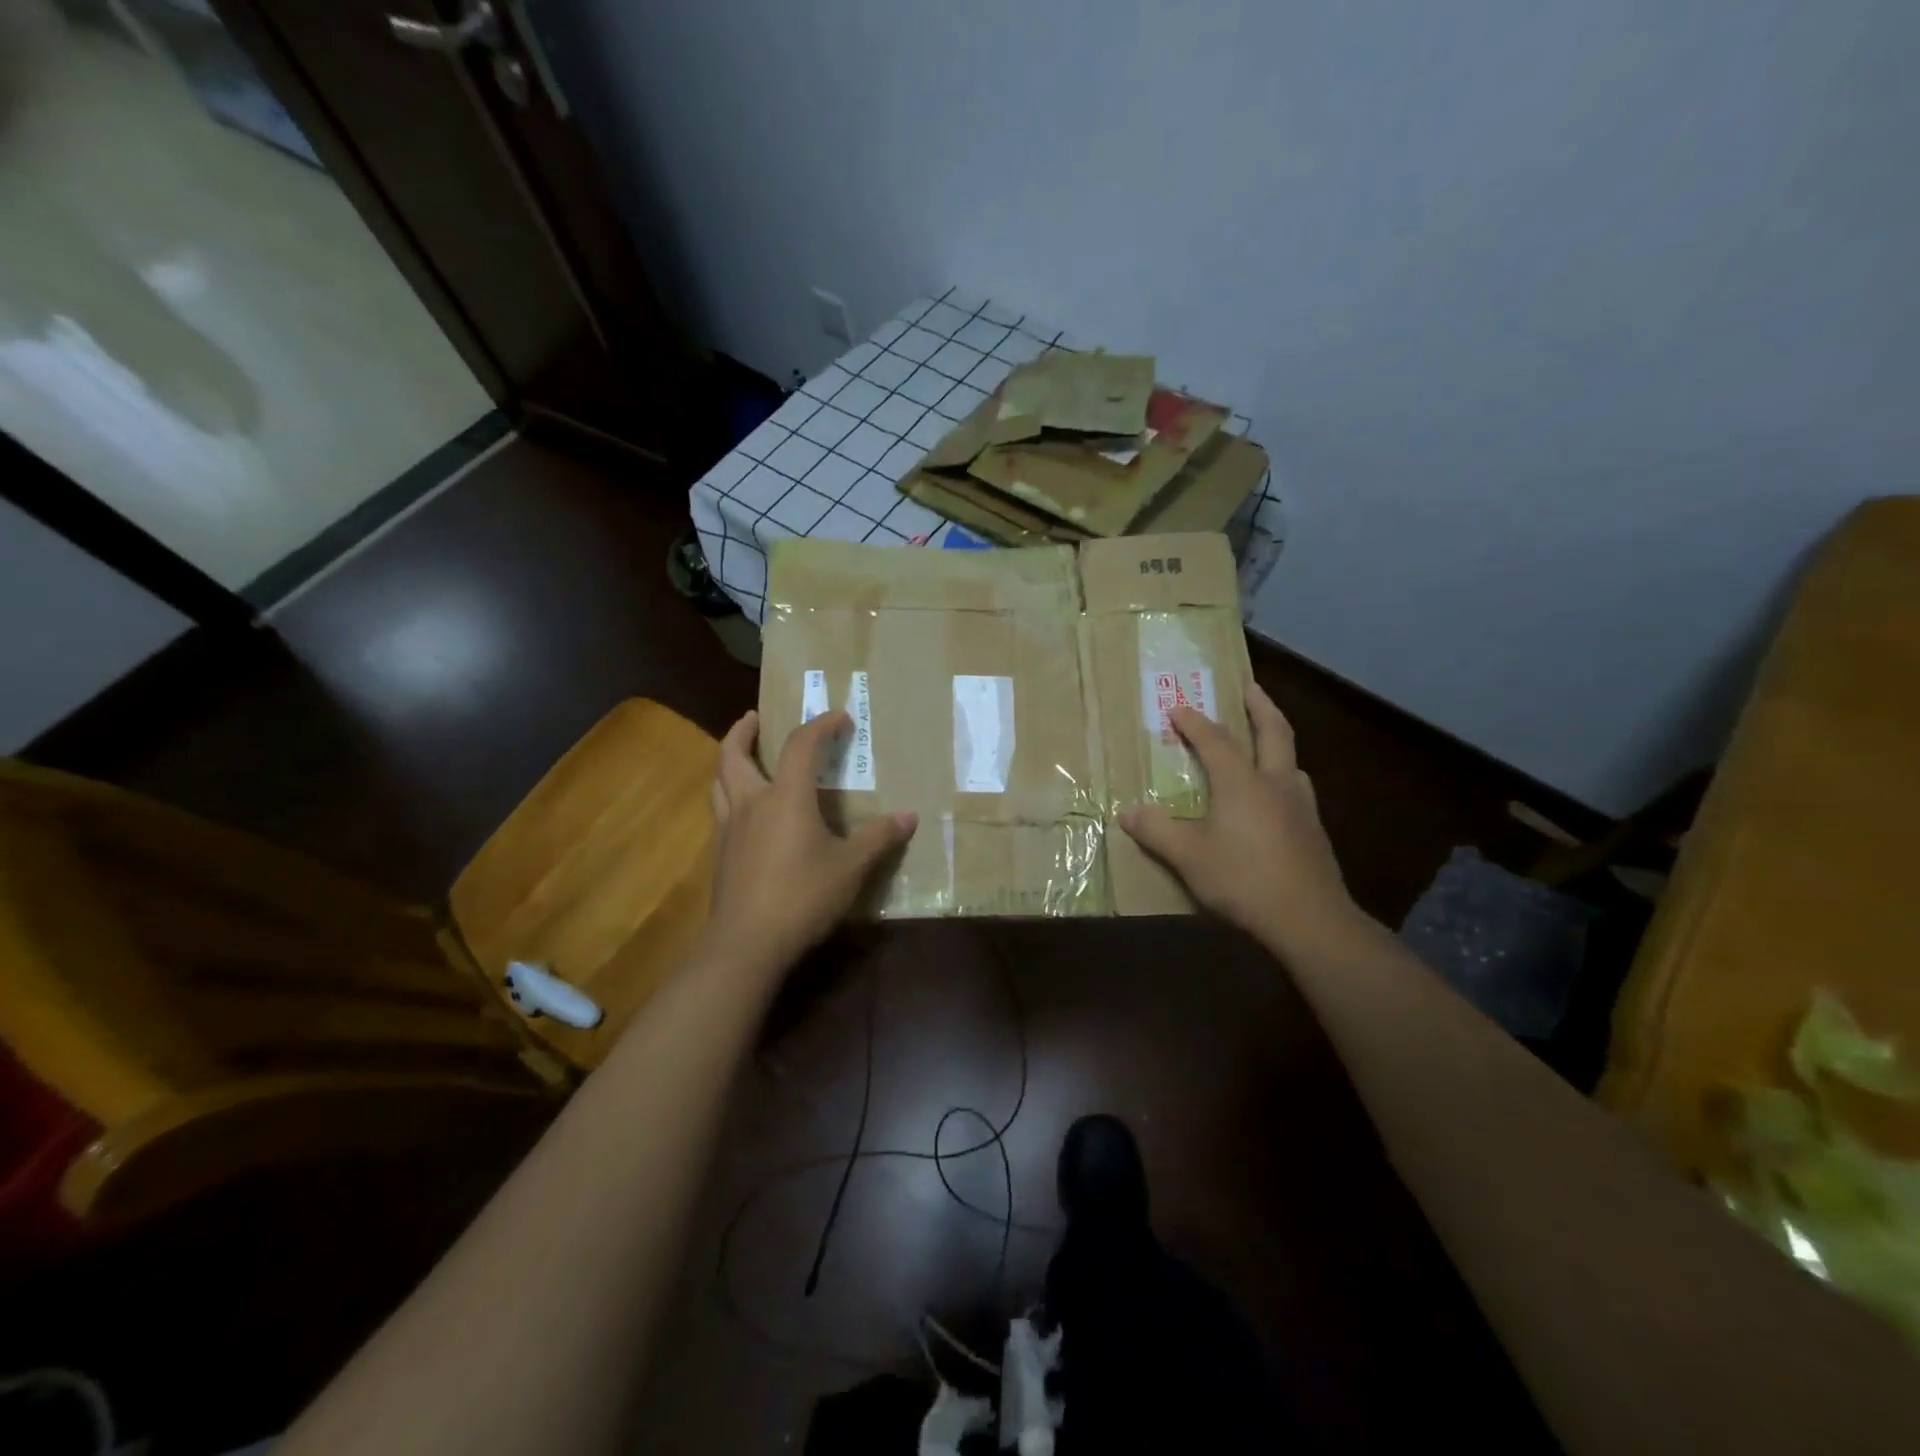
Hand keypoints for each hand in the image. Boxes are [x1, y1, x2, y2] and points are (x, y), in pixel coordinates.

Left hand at [705, 709, 916, 970]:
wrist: (747, 944)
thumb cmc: (802, 896)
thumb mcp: (850, 867)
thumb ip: (878, 838)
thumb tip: (909, 816)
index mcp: (785, 797)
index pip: (800, 745)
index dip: (820, 725)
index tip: (839, 717)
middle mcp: (752, 803)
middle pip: (733, 754)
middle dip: (744, 731)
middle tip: (755, 717)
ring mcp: (730, 829)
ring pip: (719, 781)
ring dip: (730, 759)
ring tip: (743, 755)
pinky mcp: (721, 854)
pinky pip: (721, 809)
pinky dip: (730, 793)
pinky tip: (747, 810)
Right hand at [1119, 684, 1362, 956]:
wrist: (1308, 919)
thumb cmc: (1242, 879)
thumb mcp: (1188, 857)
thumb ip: (1157, 831)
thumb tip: (1127, 813)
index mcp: (1241, 782)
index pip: (1215, 740)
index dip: (1194, 722)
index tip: (1178, 707)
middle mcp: (1275, 784)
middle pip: (1274, 733)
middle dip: (1260, 707)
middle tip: (1250, 688)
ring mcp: (1300, 807)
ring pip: (1291, 762)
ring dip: (1277, 743)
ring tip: (1265, 744)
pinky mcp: (1312, 832)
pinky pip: (1296, 790)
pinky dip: (1283, 778)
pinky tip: (1276, 799)